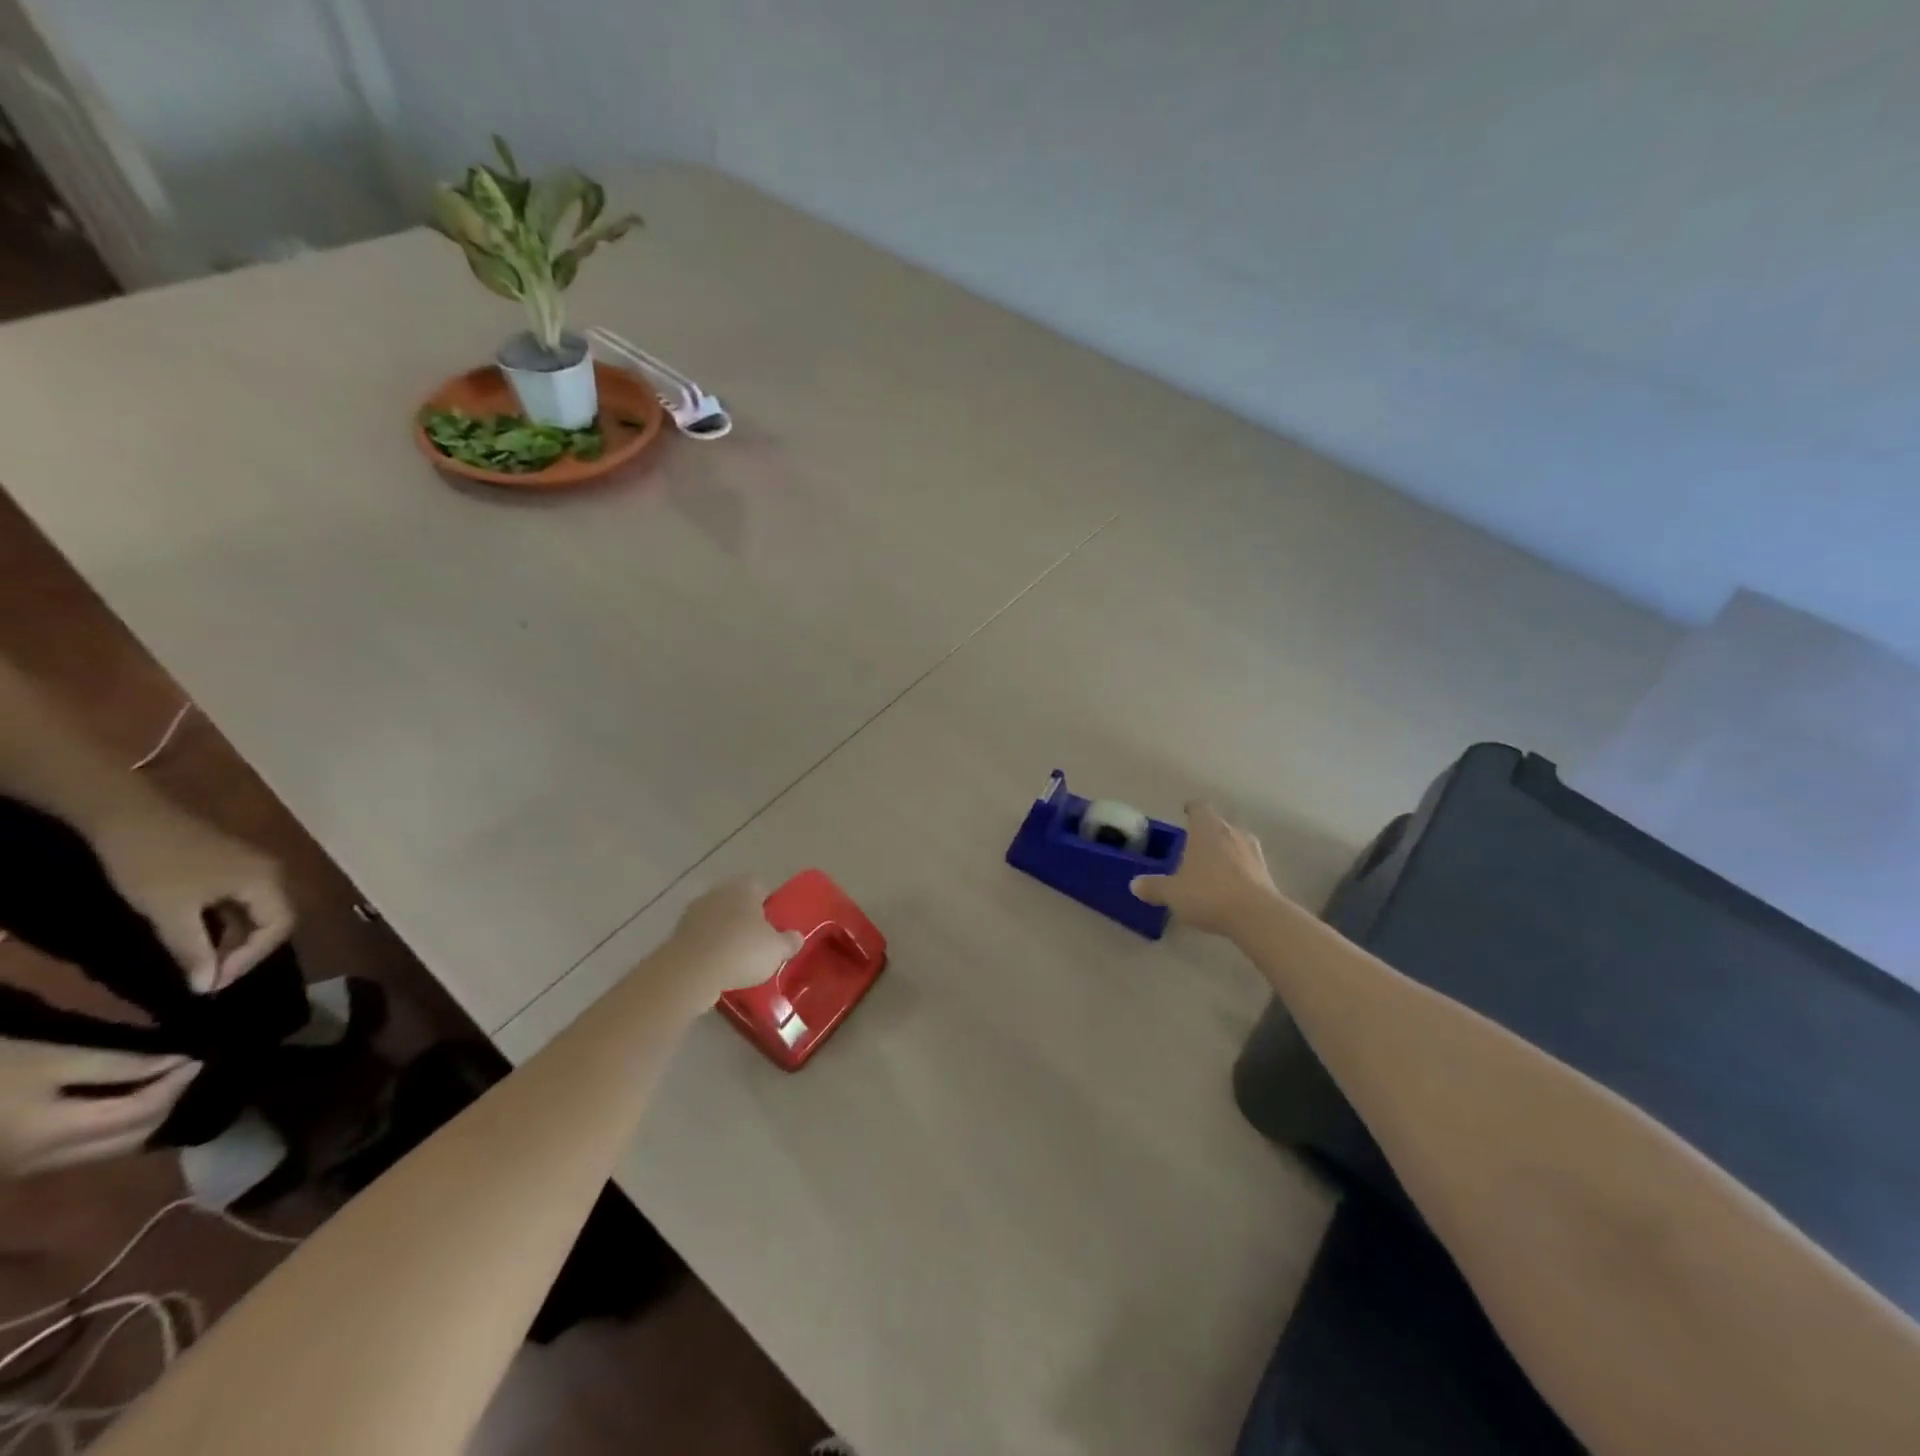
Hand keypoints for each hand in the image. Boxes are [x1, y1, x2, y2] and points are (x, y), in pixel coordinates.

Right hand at [0, 1040, 200, 1175]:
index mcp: (55, 1137)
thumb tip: (178, 1060)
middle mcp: (44, 1164)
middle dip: (169, 1104)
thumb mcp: (50, 1058)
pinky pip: (84, 1151)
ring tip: (171, 1081)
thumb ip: (117, 1063)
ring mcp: (26, 1169)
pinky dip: (118, 1127)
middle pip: (131, 1138)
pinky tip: (130, 1099)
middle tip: (192, 1068)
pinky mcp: (15, 1164)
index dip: (178, 1084)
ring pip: (110, 1149)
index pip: (142, 1114)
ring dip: (147, 1118)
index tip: (202, 1056)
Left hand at [91, 804, 294, 993]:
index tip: (211, 983)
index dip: (250, 958)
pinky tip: (200, 933)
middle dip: (244, 951)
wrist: (129, 816)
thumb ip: (193, 950)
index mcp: (266, 882)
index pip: (278, 927)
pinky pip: (243, 899)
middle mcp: (271, 873)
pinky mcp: (234, 864)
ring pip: (258, 910)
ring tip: (202, 960)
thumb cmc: (155, 866)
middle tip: (208, 976)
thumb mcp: (169, 914)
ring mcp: (254, 866)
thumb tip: (207, 986)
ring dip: (235, 937)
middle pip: (274, 919)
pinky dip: (227, 921)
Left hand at [663, 878, 802, 1000]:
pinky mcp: (677, 934)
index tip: (775, 925)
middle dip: (746, 919)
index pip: (761, 886)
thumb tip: (796, 937)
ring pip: (718, 920)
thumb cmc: (741, 951)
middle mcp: (718, 892)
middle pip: (738, 902)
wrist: (690, 972)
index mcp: (744, 887)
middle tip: (759, 943)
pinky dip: (709, 949)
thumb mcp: (777, 950)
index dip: (770, 904)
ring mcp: (694, 912)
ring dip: (726, 935)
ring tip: (737, 961)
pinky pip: (702, 938)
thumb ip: (790, 941)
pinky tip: (718, 969)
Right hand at [1130, 800, 1278, 934]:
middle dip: (1206, 833)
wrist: (1256, 916)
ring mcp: (1253, 851)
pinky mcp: (1267, 871)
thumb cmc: (1208, 893)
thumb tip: (1134, 884)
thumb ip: (1153, 887)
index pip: (1199, 807)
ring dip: (1224, 850)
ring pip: (1235, 842)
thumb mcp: (1172, 893)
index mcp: (1206, 828)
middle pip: (1218, 824)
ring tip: (1211, 867)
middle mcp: (1231, 832)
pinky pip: (1247, 863)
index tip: (1185, 812)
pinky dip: (1238, 869)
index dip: (1191, 808)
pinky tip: (1229, 886)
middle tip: (1192, 847)